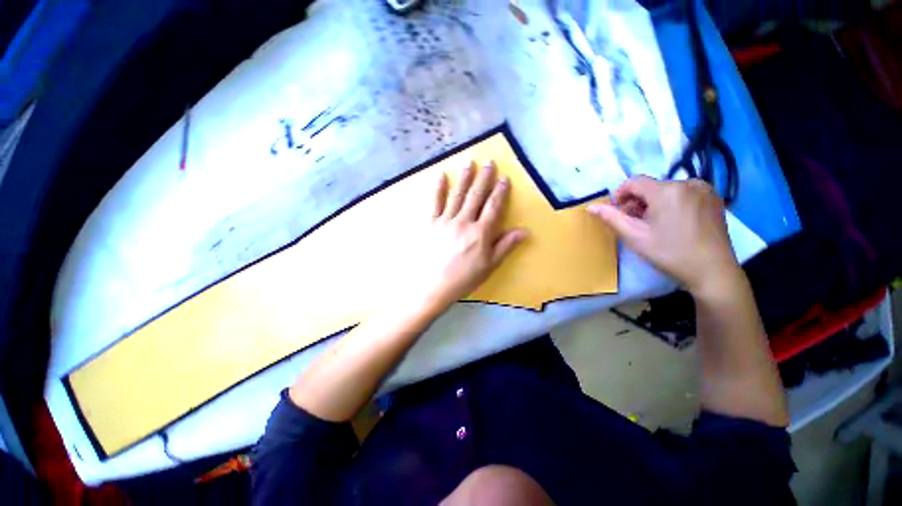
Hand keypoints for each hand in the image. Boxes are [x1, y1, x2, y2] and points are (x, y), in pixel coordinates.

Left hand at [416, 161, 526, 309]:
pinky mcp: (431, 223)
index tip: (504, 178)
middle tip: (489, 162)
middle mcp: (465, 222)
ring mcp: (446, 221)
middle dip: (484, 178)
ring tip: (469, 163)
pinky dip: (438, 188)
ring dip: (464, 178)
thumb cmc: (465, 278)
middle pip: (476, 196)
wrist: (435, 286)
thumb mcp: (490, 265)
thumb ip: (506, 245)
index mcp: (481, 232)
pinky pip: (434, 202)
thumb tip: (524, 231)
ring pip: (457, 195)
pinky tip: (441, 175)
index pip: (493, 206)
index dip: (500, 191)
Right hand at [588, 177, 740, 298]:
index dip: (620, 195)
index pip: (634, 181)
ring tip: (656, 226)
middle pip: (651, 187)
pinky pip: (684, 194)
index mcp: (667, 190)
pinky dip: (672, 204)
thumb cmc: (670, 253)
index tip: (617, 213)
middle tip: (636, 224)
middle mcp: (688, 183)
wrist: (713, 272)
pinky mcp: (714, 199)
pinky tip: (674, 224)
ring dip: (654, 204)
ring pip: (667, 191)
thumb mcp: (634, 236)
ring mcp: (705, 190)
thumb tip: (591, 206)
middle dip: (638, 202)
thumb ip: (611, 218)